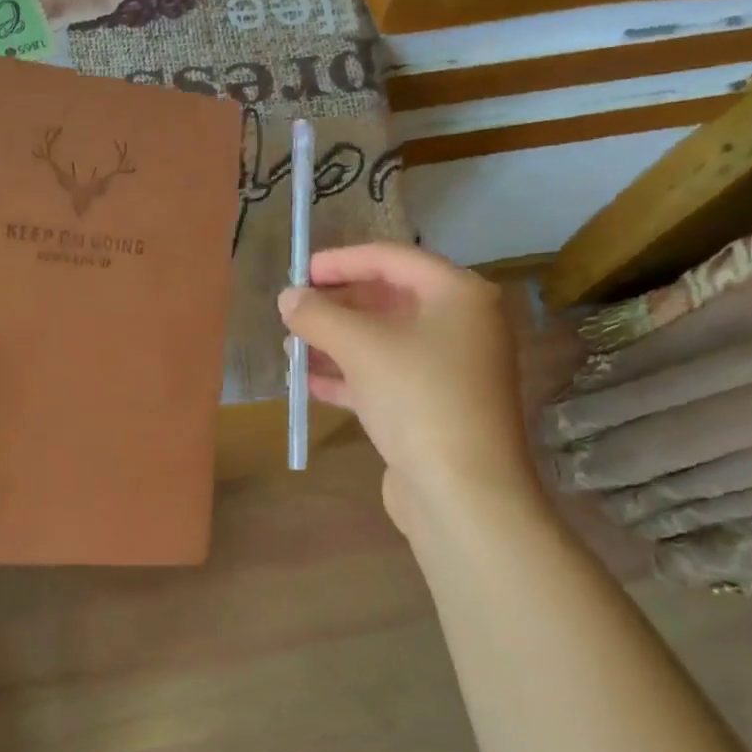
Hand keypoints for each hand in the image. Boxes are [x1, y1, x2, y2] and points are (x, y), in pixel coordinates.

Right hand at [278, 243, 535, 531]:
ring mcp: (450, 370)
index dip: (342, 261)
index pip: (393, 259)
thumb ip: (318, 314)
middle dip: (337, 306)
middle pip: (388, 300)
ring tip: (291, 348)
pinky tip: (309, 384)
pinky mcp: (436, 408)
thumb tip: (288, 297)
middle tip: (294, 312)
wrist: (464, 493)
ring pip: (384, 342)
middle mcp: (462, 326)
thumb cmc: (418, 397)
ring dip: (336, 343)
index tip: (301, 270)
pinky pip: (386, 378)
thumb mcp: (360, 346)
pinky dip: (349, 376)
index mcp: (459, 295)